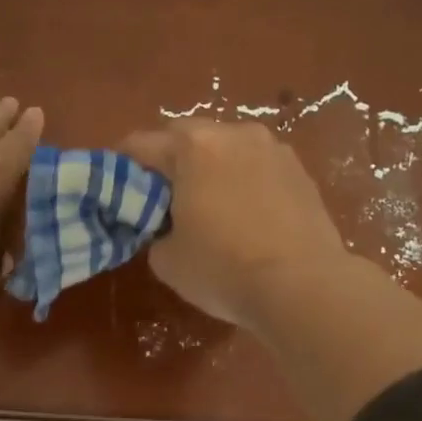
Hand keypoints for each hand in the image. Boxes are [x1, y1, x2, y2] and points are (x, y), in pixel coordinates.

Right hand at [119, 120, 349, 327]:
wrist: (302, 286)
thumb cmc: (224, 270)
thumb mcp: (166, 260)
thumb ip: (155, 232)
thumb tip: (167, 227)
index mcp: (192, 147)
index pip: (139, 144)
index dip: (122, 167)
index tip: (119, 191)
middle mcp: (233, 134)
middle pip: (186, 137)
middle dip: (169, 162)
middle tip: (164, 200)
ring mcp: (273, 148)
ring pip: (227, 148)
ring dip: (211, 167)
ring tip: (210, 205)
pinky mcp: (301, 170)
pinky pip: (257, 167)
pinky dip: (244, 181)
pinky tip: (246, 215)